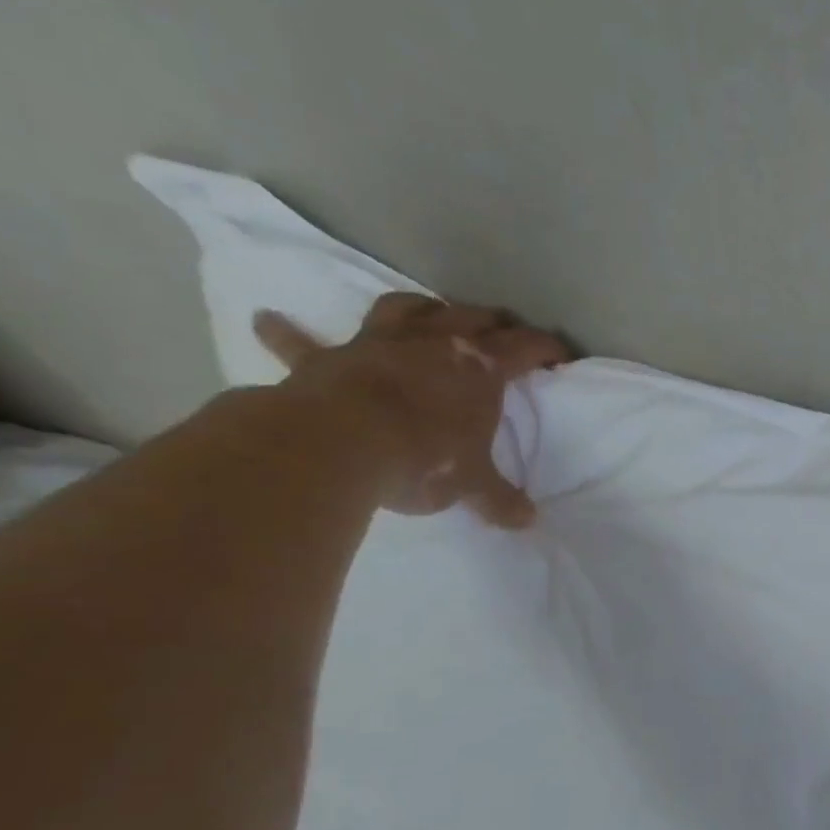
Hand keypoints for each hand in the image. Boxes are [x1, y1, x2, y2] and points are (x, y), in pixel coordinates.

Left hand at [253, 292, 568, 527]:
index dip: (547, 349)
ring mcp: (377, 345)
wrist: (341, 444)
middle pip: (471, 317)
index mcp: (478, 368)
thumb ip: (499, 500)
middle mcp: (433, 344)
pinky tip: (268, 320)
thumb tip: (527, 521)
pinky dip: (285, 333)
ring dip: (422, 307)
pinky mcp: (326, 359)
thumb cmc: (424, 457)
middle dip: (493, 321)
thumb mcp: (472, 485)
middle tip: (504, 330)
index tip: (561, 356)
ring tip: (430, 310)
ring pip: (404, 309)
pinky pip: (301, 343)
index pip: (525, 348)